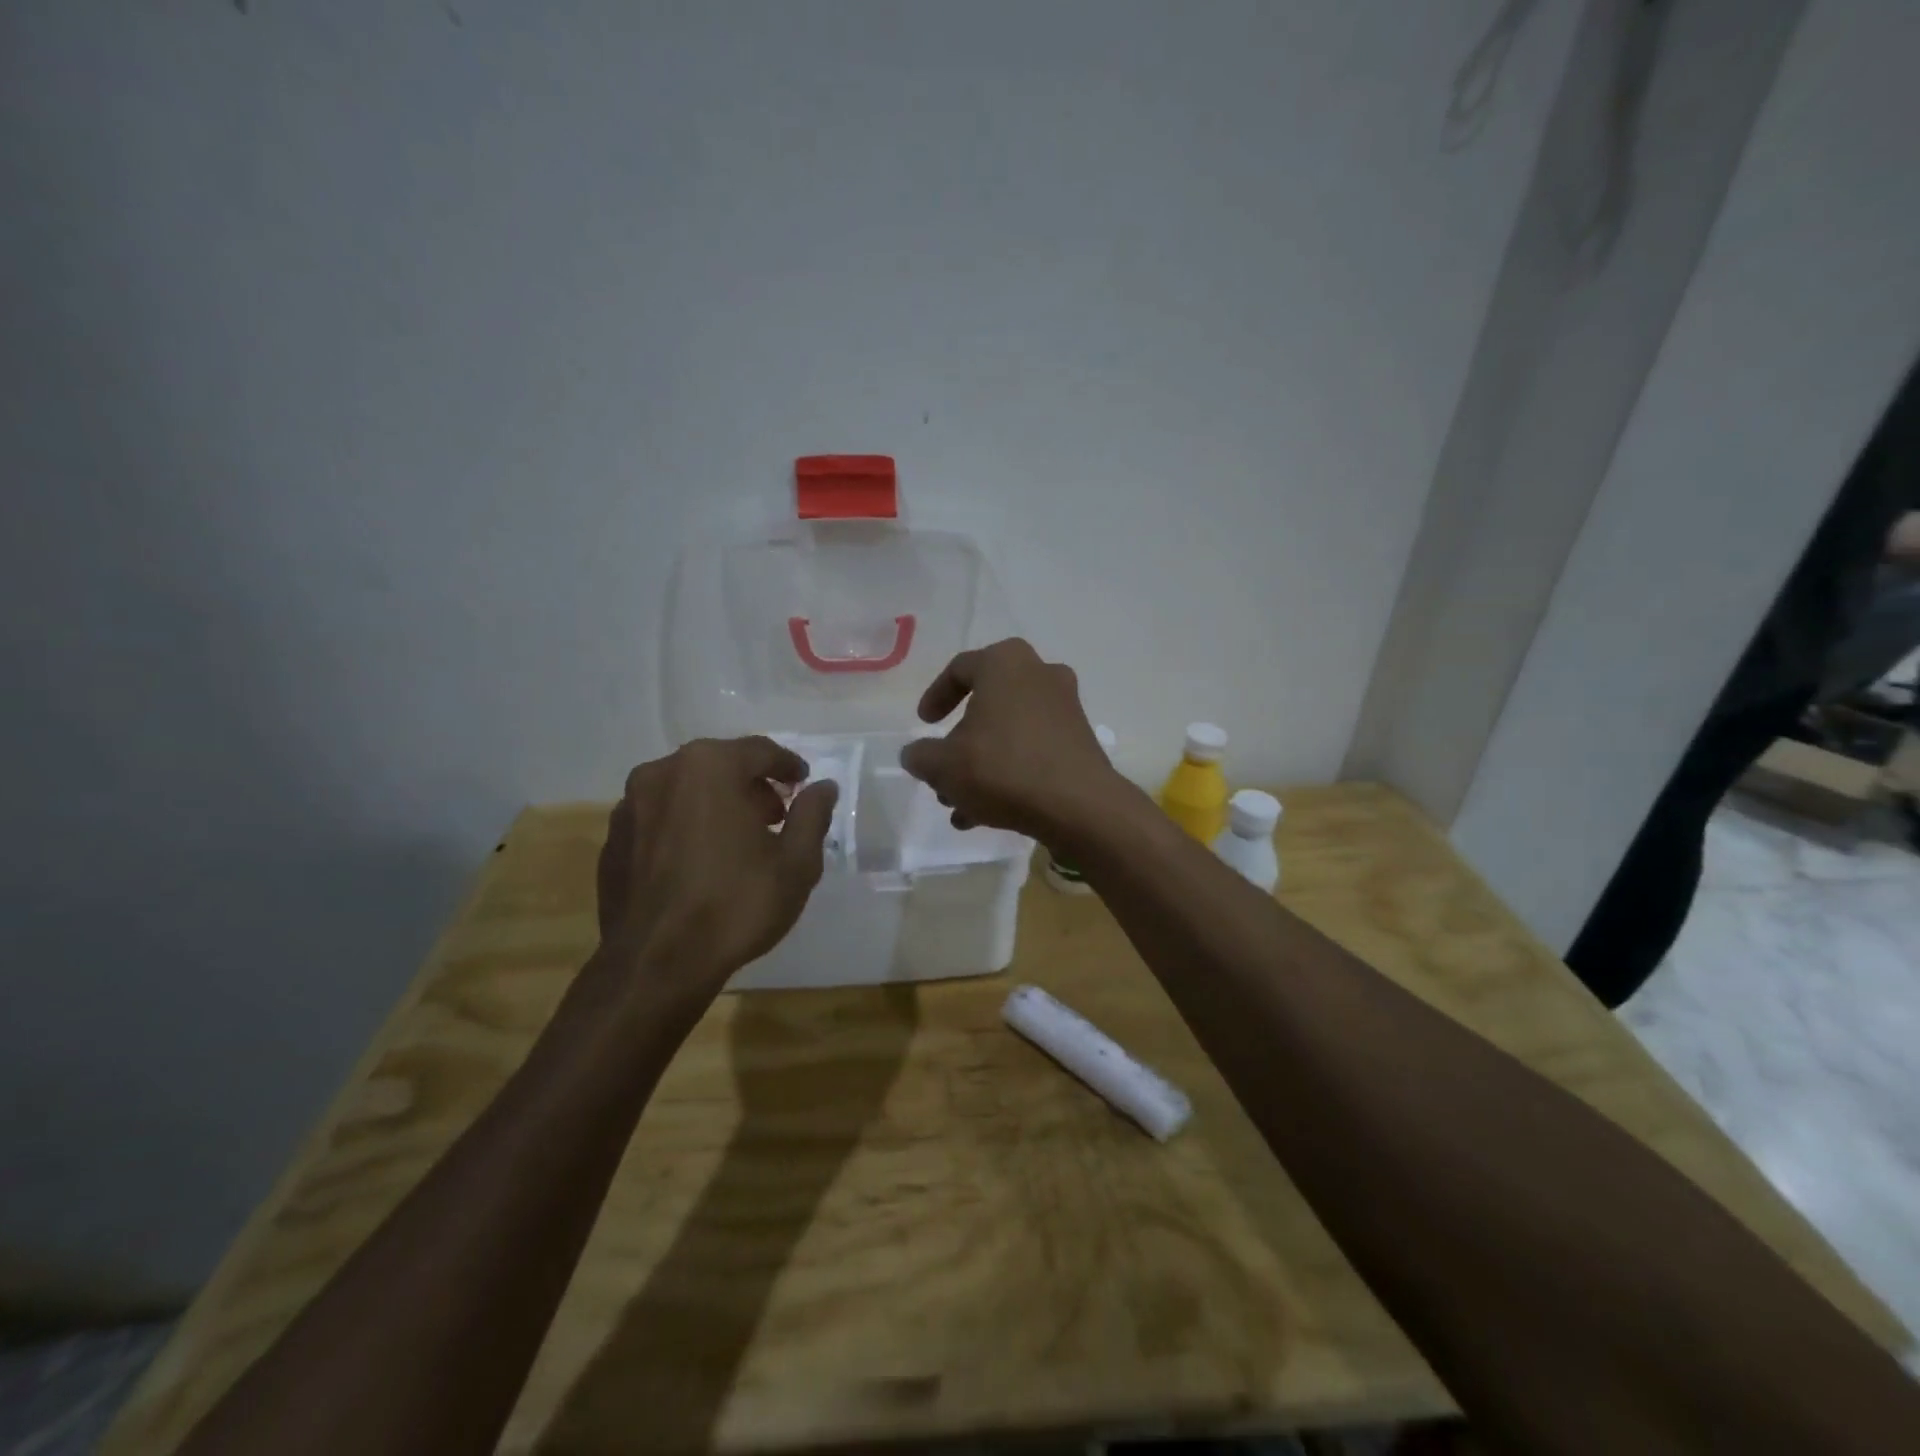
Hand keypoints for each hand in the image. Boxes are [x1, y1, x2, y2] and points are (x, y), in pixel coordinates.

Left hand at [596, 737, 837, 989]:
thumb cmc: (736, 905)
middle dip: (751, 785)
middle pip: (719, 764)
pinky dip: (684, 826)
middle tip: (775, 815)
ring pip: (685, 790)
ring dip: (715, 803)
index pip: (759, 750)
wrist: (656, 966)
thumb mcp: (796, 862)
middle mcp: (662, 772)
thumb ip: (812, 815)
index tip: (803, 783)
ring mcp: (629, 806)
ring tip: (737, 840)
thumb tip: (823, 787)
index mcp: (709, 767)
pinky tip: (699, 861)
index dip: (787, 766)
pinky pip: (659, 818)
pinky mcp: (612, 840)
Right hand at [898, 638, 1115, 839]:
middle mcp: (1040, 675)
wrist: (1079, 806)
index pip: (960, 669)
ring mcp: (1065, 708)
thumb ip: (920, 756)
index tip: (924, 724)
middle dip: (960, 742)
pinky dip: (1009, 773)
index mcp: (1005, 663)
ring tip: (960, 805)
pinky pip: (1033, 750)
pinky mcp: (1079, 742)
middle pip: (987, 705)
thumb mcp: (943, 765)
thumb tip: (915, 755)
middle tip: (942, 769)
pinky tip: (987, 814)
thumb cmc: (1003, 769)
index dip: (935, 696)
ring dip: (981, 765)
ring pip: (1009, 733)